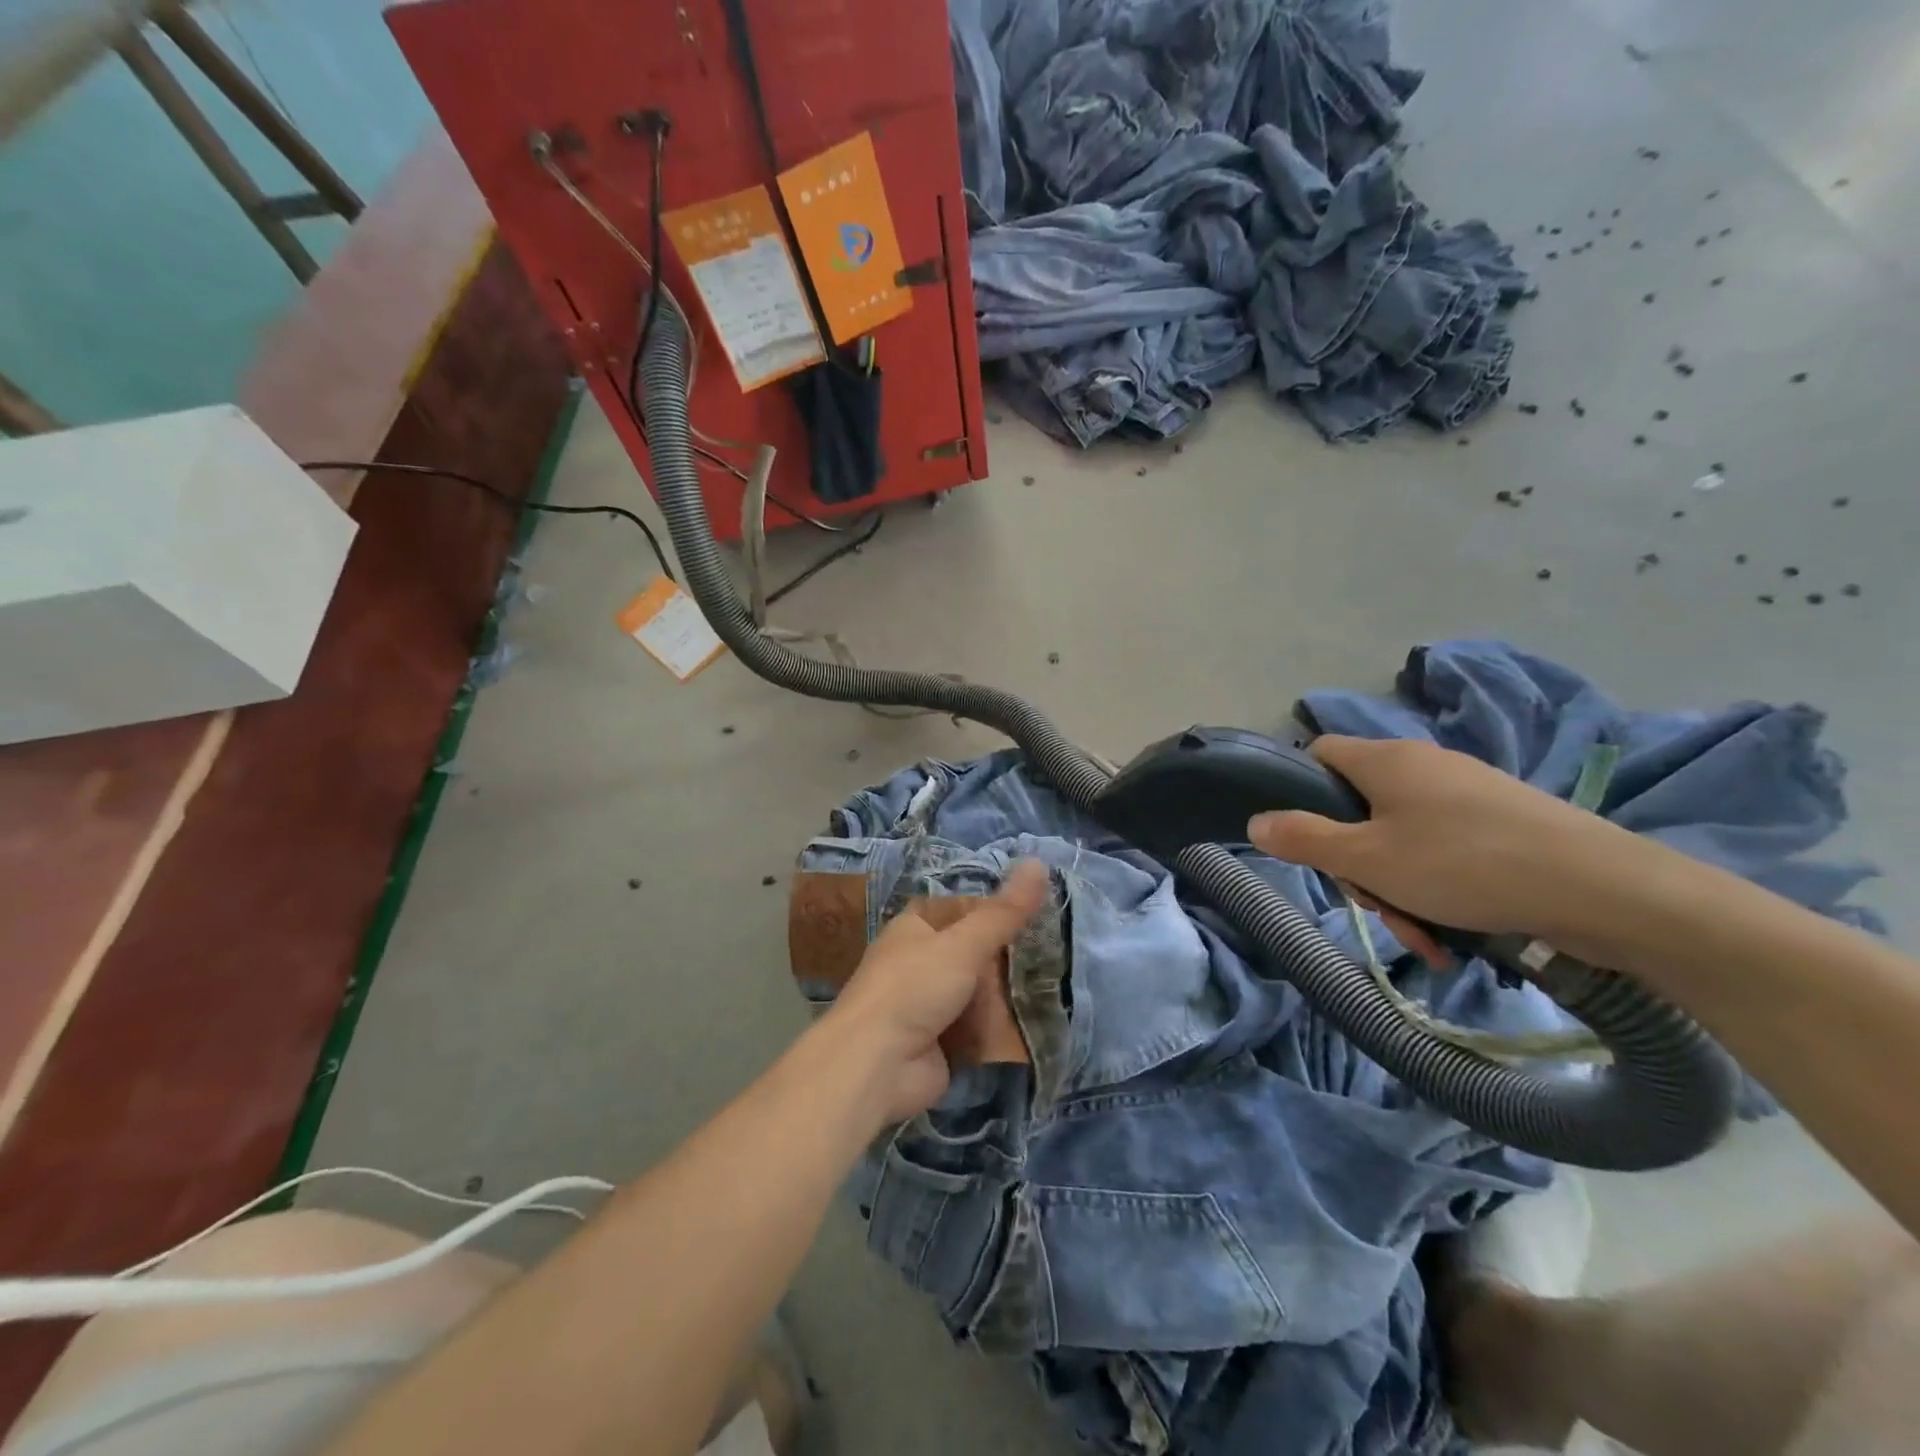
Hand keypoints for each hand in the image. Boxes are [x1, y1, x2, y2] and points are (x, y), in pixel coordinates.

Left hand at [825, 860, 1048, 1123]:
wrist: (877, 1065)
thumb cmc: (914, 988)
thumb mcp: (964, 943)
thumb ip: (1004, 911)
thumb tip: (1038, 862)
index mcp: (914, 929)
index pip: (957, 909)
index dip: (991, 908)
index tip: (1034, 908)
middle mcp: (918, 963)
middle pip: (971, 953)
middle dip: (1006, 955)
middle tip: (1057, 949)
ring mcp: (928, 1006)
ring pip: (977, 992)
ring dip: (1007, 994)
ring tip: (1058, 983)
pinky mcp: (940, 1044)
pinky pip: (978, 1029)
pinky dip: (1000, 1028)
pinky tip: (1039, 1022)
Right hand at [1247, 736, 1654, 963]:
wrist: (1606, 890)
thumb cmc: (1464, 865)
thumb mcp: (1366, 860)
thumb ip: (1303, 838)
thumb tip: (1255, 821)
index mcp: (1386, 760)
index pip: (1318, 753)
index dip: (1300, 792)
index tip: (1309, 841)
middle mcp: (1424, 765)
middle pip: (1359, 807)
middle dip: (1357, 864)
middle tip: (1375, 906)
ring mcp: (1468, 793)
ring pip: (1402, 838)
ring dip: (1398, 889)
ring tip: (1424, 938)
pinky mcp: (1505, 822)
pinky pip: (1446, 851)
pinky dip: (1438, 890)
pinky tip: (1454, 936)